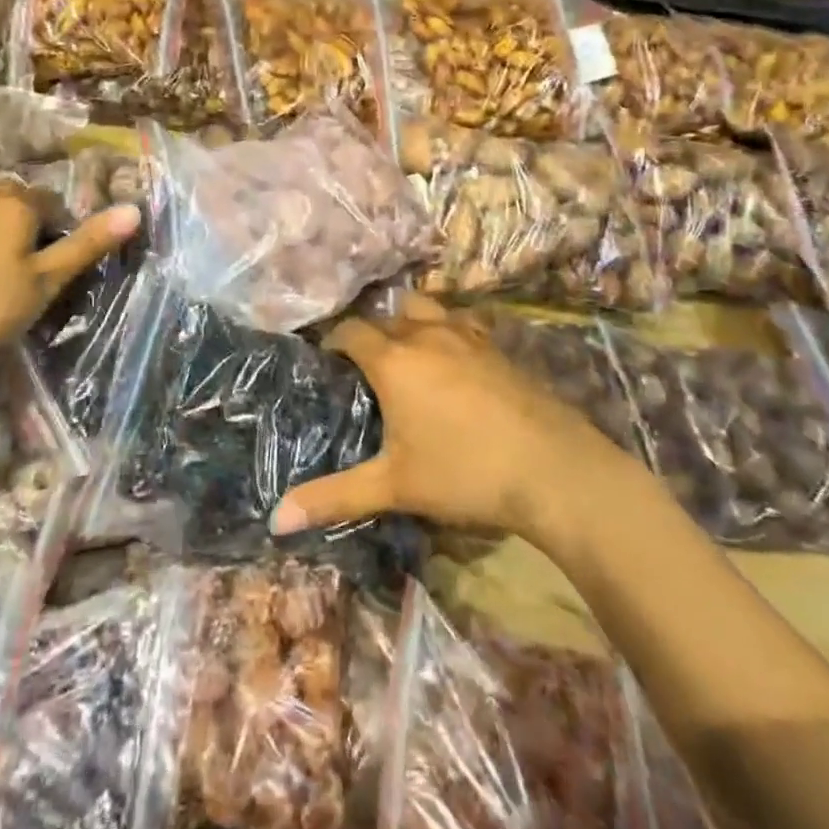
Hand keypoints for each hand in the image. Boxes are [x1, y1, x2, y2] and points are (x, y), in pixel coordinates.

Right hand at [271, 297, 630, 541]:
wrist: (553, 468)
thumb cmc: (464, 473)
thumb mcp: (393, 487)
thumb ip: (334, 497)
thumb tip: (275, 520)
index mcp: (393, 360)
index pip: (350, 331)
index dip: (333, 341)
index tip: (327, 362)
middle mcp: (425, 334)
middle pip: (386, 315)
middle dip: (370, 333)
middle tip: (365, 367)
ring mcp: (466, 335)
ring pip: (425, 307)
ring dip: (409, 320)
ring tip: (407, 351)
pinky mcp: (496, 346)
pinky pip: (461, 322)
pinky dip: (447, 329)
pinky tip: (454, 358)